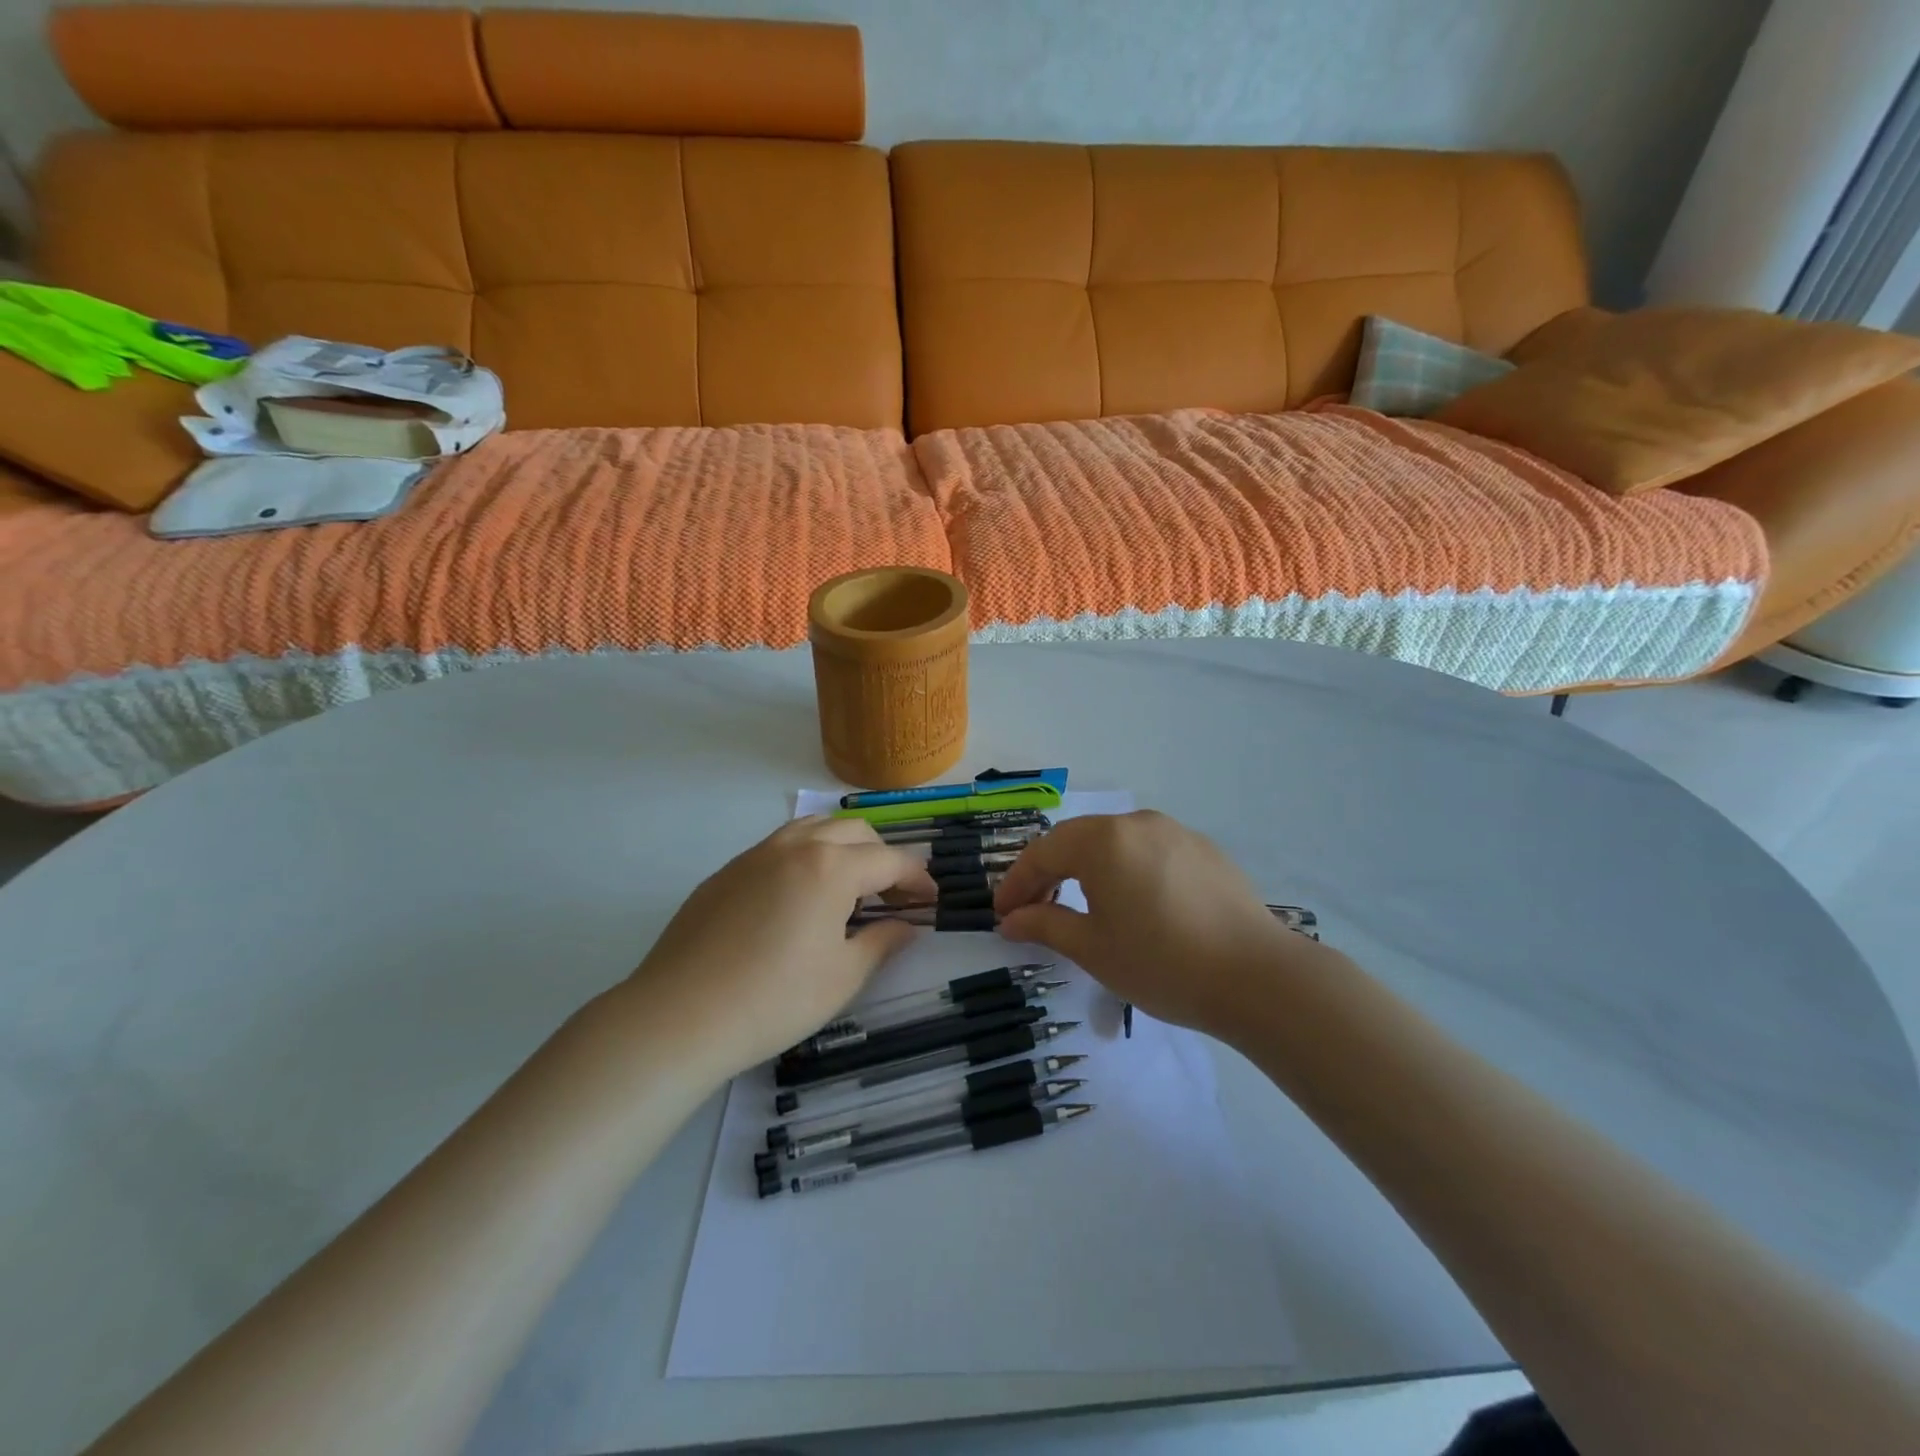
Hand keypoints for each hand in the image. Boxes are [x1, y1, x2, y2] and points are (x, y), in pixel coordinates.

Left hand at [627, 816, 936, 1073]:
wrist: (679, 1016)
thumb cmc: (775, 999)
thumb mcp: (843, 976)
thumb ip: (883, 942)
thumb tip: (907, 926)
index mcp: (831, 867)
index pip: (890, 860)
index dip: (917, 880)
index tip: (930, 902)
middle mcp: (795, 846)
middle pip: (854, 832)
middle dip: (882, 857)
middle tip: (891, 898)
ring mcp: (755, 855)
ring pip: (813, 829)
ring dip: (842, 849)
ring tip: (847, 889)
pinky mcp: (726, 872)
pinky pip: (778, 847)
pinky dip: (805, 858)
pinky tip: (798, 900)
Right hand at [993, 811, 1329, 1037]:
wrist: (1258, 977)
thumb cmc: (1162, 963)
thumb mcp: (1093, 948)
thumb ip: (1045, 925)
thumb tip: (1010, 920)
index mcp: (1103, 840)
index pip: (1043, 853)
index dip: (1017, 883)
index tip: (1001, 914)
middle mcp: (1137, 823)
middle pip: (1077, 840)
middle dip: (1049, 873)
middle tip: (1033, 910)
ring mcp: (1176, 832)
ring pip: (1115, 843)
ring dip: (1087, 869)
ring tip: (1081, 906)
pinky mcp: (1204, 850)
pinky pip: (1149, 852)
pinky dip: (1126, 871)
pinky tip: (1134, 904)